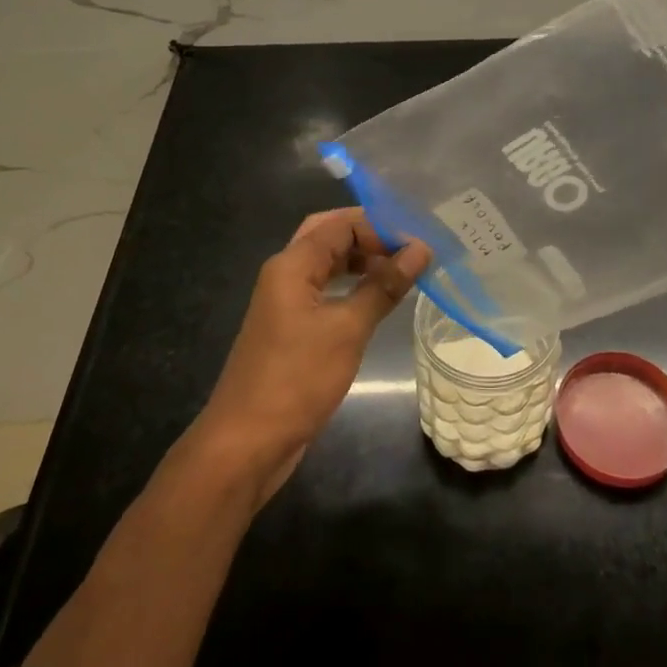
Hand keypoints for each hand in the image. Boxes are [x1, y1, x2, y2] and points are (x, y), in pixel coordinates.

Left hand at [194, 208, 430, 500]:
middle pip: (329, 237)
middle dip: (370, 237)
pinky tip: (377, 300)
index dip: (381, 226)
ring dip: (362, 262)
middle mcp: (285, 275)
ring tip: (403, 270)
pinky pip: (325, 292)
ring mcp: (285, 303)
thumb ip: (384, 286)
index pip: (340, 224)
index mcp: (292, 265)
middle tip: (410, 248)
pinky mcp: (290, 329)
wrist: (246, 442)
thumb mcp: (348, 330)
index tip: (420, 240)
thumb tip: (420, 249)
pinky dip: (352, 288)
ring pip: (327, 265)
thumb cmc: (296, 379)